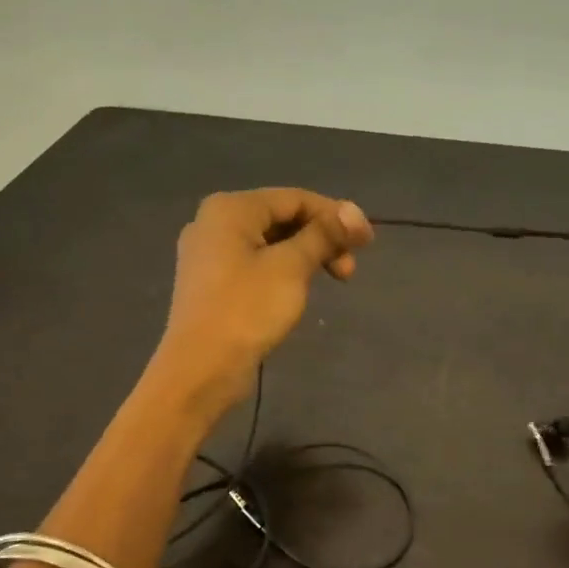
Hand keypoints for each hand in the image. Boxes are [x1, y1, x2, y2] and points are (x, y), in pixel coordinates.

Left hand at [153, 188, 373, 414]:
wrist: (201, 369)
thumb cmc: (247, 309)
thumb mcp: (291, 267)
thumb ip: (324, 235)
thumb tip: (355, 212)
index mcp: (230, 209)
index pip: (295, 199)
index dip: (336, 215)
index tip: (367, 241)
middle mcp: (214, 223)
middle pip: (282, 218)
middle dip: (322, 239)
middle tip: (349, 270)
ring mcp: (210, 254)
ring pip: (271, 243)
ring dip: (307, 256)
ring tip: (333, 281)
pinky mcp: (212, 283)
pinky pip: (257, 264)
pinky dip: (285, 270)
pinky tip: (301, 289)